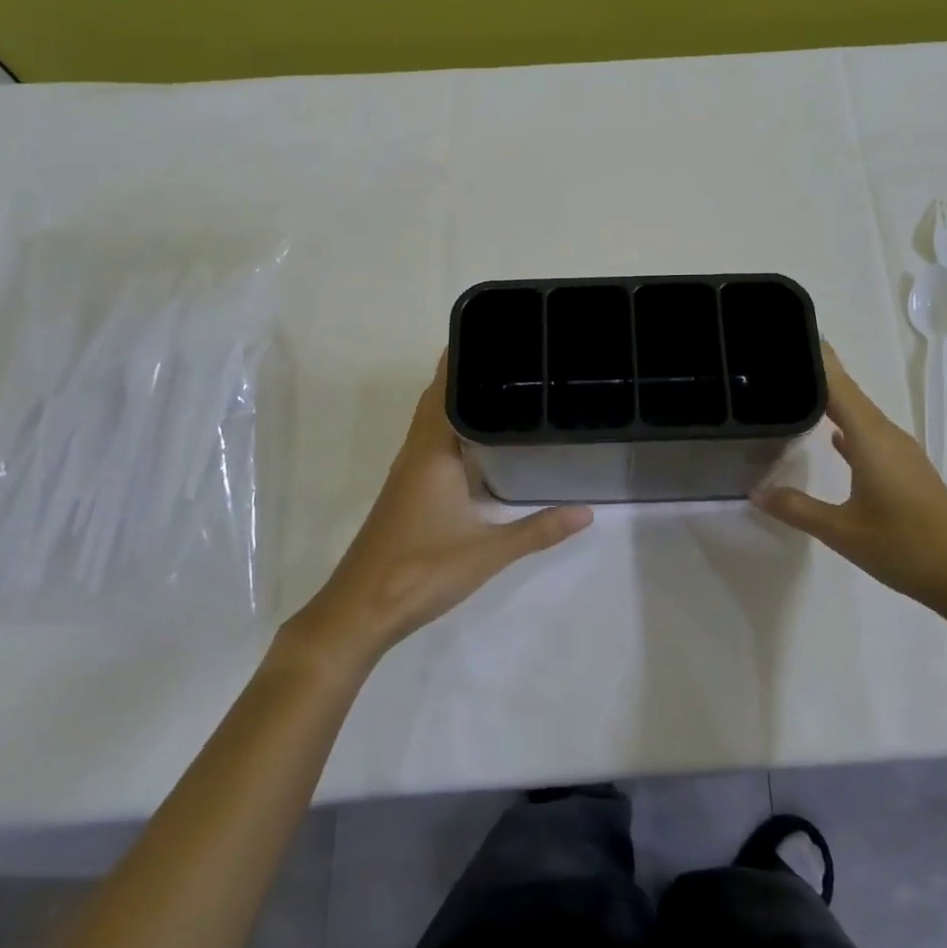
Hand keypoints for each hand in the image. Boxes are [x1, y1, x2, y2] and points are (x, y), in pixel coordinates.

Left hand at [286, 352, 592, 667]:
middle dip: (465, 376)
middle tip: (510, 358)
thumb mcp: (487, 551)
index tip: (494, 337)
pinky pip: (430, 444)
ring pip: (432, 423)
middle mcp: (415, 453)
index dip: (462, 361)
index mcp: (431, 453)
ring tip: (499, 388)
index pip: (445, 391)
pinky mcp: (406, 493)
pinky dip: (451, 429)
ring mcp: (407, 474)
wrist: (360, 610)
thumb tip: (586, 511)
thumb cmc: (421, 571)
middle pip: (437, 401)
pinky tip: (476, 443)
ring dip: (456, 402)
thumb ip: (537, 530)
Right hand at [754, 344, 946, 613]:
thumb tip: (756, 491)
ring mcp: (898, 451)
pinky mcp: (904, 468)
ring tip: (794, 390)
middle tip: (774, 360)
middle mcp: (885, 434)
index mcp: (870, 437)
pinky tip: (830, 434)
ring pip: (858, 412)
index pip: (836, 383)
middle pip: (846, 391)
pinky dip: (845, 425)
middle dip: (815, 372)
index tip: (785, 333)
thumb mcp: (841, 531)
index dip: (813, 356)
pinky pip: (867, 433)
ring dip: (829, 399)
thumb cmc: (904, 546)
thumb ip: (796, 508)